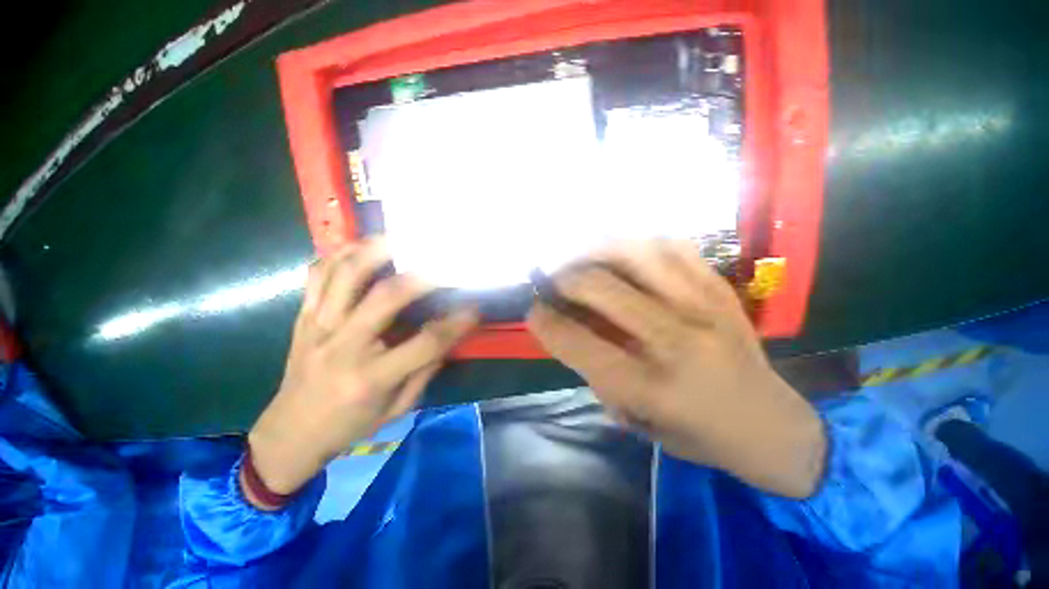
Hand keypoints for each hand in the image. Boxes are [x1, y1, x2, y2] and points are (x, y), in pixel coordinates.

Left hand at [246, 240, 478, 502]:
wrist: (290, 433)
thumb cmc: (350, 426)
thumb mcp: (398, 408)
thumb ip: (426, 369)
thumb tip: (448, 334)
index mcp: (371, 377)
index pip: (425, 343)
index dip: (456, 324)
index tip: (475, 309)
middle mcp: (342, 346)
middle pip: (385, 297)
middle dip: (421, 276)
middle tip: (443, 263)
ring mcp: (317, 327)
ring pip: (345, 275)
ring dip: (375, 251)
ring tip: (400, 239)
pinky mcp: (302, 317)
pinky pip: (317, 275)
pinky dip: (340, 255)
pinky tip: (360, 247)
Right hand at [528, 241, 825, 497]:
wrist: (772, 425)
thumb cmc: (698, 434)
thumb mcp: (637, 420)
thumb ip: (597, 374)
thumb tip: (570, 328)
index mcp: (652, 387)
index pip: (580, 344)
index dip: (546, 323)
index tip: (533, 311)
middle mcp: (676, 341)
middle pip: (602, 288)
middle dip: (564, 279)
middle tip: (551, 281)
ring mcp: (704, 307)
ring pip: (637, 255)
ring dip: (596, 251)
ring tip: (579, 255)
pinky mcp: (721, 289)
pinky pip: (674, 248)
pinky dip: (639, 243)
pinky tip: (623, 251)